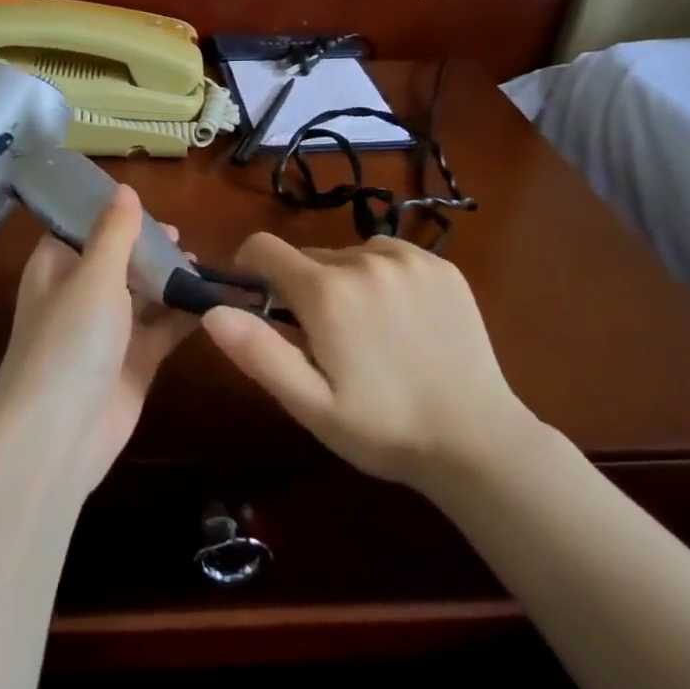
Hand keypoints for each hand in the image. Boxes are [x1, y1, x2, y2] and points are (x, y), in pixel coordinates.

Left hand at [0, 186, 198, 493]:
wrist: (60, 436)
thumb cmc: (70, 342)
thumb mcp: (94, 277)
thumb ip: (114, 233)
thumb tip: (124, 188)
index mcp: (56, 268)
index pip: (80, 228)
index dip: (111, 214)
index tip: (147, 203)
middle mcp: (80, 295)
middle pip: (118, 260)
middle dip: (149, 247)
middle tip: (183, 237)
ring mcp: (108, 331)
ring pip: (143, 293)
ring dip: (170, 279)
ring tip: (204, 264)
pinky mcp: (134, 362)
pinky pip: (163, 329)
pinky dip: (185, 315)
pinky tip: (214, 299)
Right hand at [202, 235, 537, 492]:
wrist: (478, 440)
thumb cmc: (382, 429)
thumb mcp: (310, 404)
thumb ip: (257, 352)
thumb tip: (211, 310)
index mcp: (326, 292)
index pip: (263, 248)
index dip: (249, 270)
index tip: (257, 300)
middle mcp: (365, 259)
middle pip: (307, 256)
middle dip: (301, 288)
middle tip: (321, 340)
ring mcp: (409, 259)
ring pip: (349, 254)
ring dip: (342, 280)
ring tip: (365, 331)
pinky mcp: (442, 266)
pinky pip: (390, 255)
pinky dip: (381, 276)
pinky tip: (400, 319)